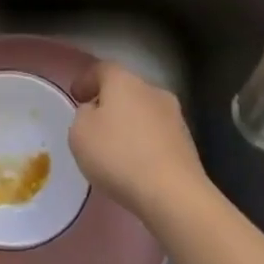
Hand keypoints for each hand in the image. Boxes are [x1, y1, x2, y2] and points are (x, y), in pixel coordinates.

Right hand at [68, 61, 207, 222]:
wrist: (173, 194)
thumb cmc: (118, 155)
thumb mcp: (80, 134)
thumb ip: (83, 115)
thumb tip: (95, 112)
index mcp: (124, 81)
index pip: (102, 69)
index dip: (86, 80)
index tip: (75, 96)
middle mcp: (152, 91)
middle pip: (126, 89)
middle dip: (110, 103)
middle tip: (94, 122)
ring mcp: (175, 117)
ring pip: (144, 113)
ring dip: (130, 124)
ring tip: (115, 148)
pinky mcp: (188, 144)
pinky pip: (158, 136)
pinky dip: (145, 144)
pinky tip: (136, 164)